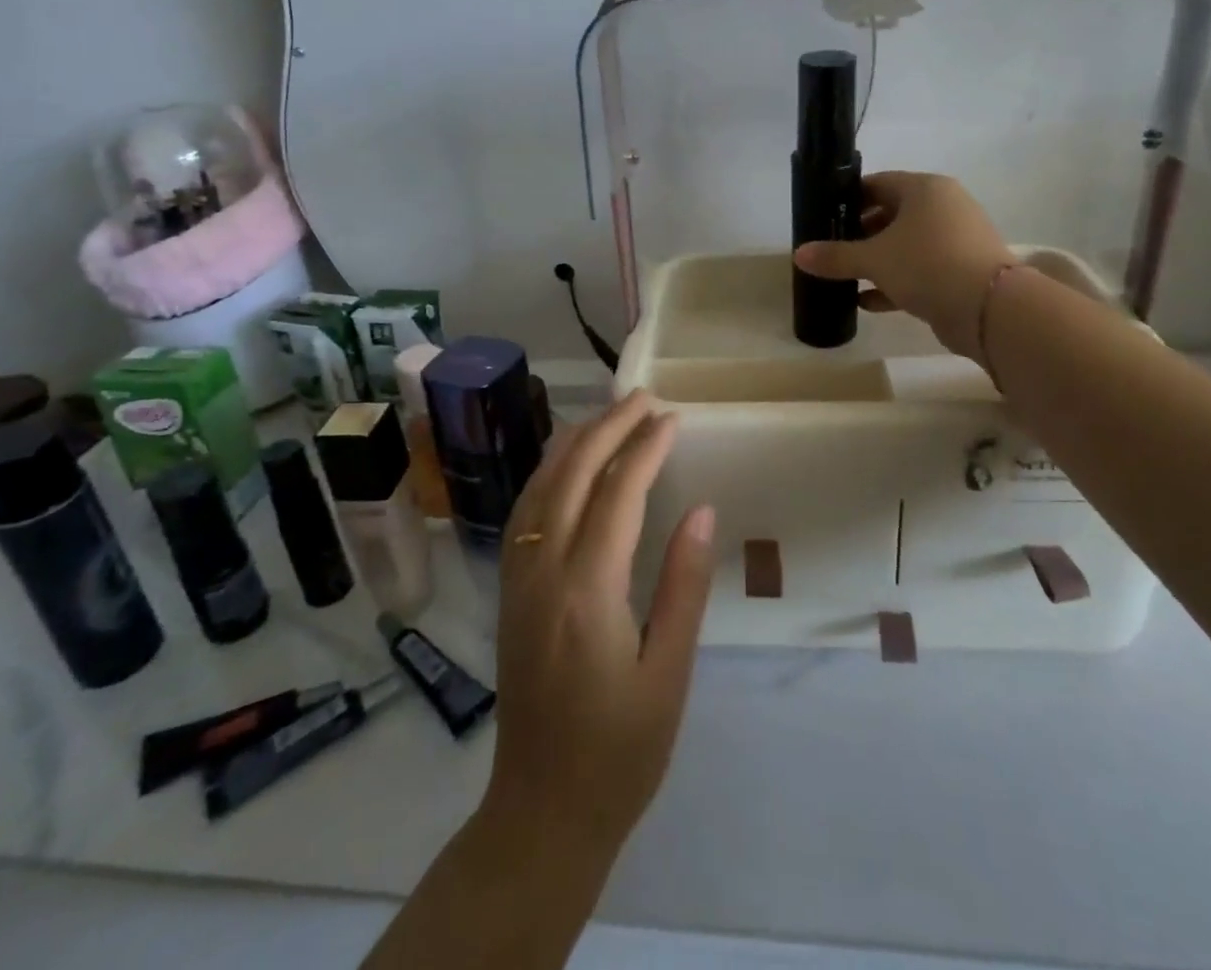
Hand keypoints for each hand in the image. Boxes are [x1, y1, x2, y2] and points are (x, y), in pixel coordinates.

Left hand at [483, 391, 716, 855]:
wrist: (541, 813)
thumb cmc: (620, 751)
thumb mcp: (668, 673)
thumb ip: (683, 585)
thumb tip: (701, 510)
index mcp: (587, 591)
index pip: (617, 494)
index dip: (645, 448)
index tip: (672, 418)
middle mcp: (543, 571)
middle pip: (572, 476)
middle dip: (608, 428)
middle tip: (644, 398)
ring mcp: (518, 579)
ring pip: (539, 487)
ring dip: (574, 443)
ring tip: (608, 414)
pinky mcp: (509, 592)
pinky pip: (525, 512)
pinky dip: (547, 473)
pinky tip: (564, 465)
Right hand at [794, 171, 1013, 358]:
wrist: (990, 308)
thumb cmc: (927, 265)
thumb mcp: (874, 259)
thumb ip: (836, 256)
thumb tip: (799, 254)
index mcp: (925, 189)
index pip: (878, 183)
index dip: (849, 199)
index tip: (824, 218)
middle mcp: (944, 207)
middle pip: (891, 214)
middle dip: (860, 234)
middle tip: (831, 250)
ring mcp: (956, 240)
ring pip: (906, 245)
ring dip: (876, 262)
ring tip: (844, 277)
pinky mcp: (961, 271)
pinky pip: (920, 270)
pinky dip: (895, 282)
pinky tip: (867, 302)